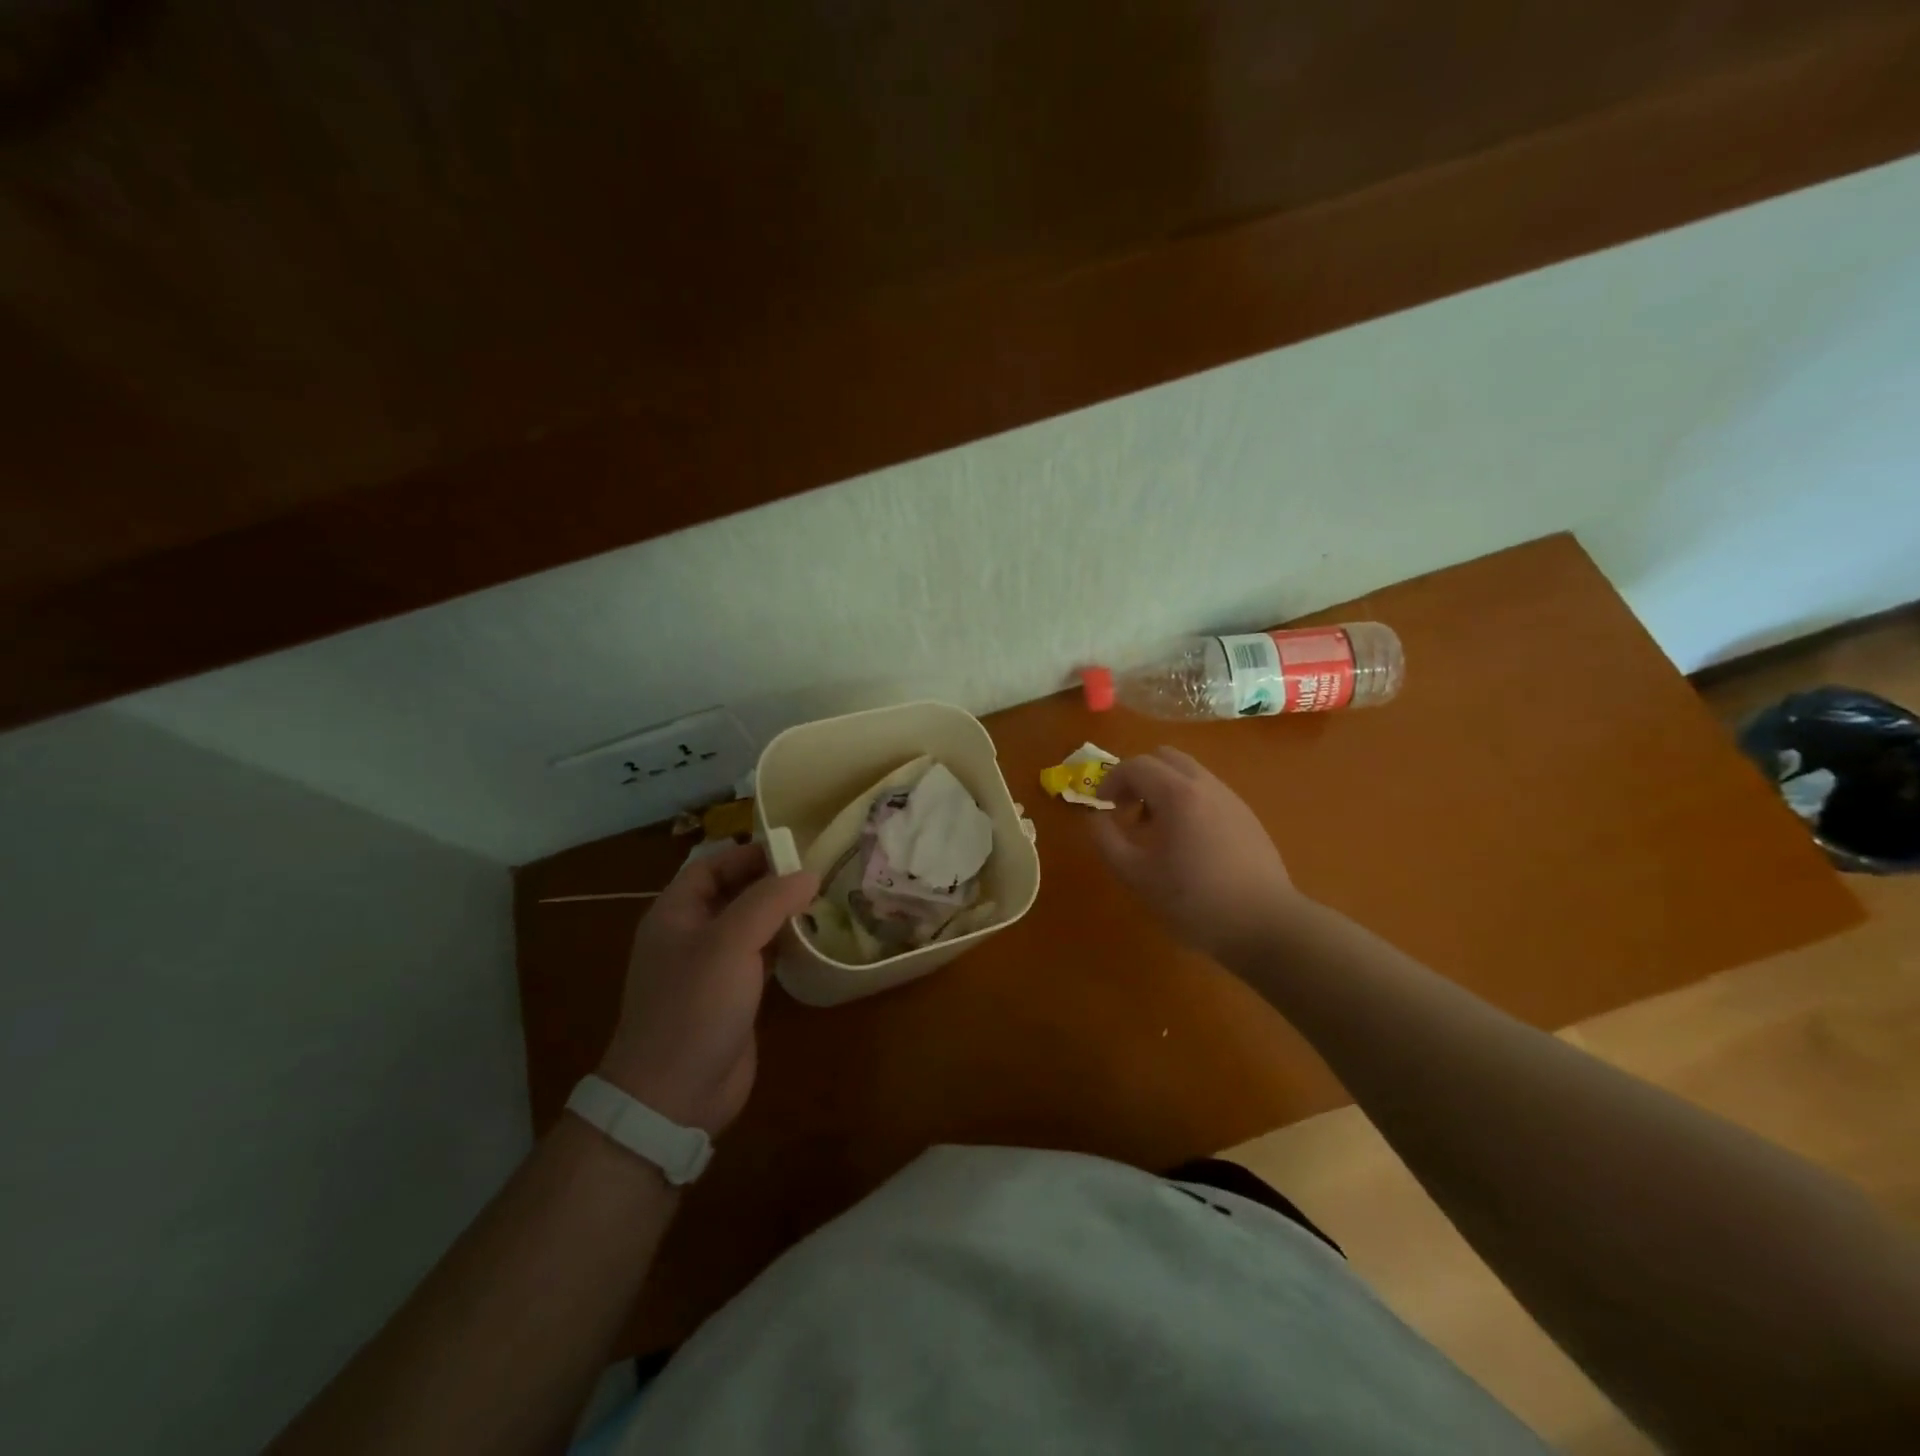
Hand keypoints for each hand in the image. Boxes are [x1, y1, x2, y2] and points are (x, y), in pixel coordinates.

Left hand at [599, 842, 818, 1136]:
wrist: (674, 1095)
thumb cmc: (695, 1006)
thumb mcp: (730, 942)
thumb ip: (770, 901)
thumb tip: (808, 873)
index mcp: (675, 914)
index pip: (711, 866)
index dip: (748, 853)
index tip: (794, 849)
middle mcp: (690, 936)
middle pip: (732, 894)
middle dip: (771, 883)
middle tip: (817, 874)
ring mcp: (710, 969)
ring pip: (749, 927)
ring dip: (781, 914)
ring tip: (823, 901)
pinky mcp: (732, 997)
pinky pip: (759, 958)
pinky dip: (784, 946)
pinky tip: (812, 942)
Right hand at [1091, 747, 1309, 963]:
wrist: (1266, 925)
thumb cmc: (1194, 901)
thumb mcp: (1137, 876)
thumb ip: (1107, 841)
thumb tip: (1095, 818)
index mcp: (1177, 794)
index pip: (1135, 765)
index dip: (1111, 780)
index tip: (1101, 806)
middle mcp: (1205, 785)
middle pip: (1164, 757)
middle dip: (1138, 776)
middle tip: (1126, 810)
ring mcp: (1231, 798)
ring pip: (1187, 773)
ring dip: (1162, 788)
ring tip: (1155, 829)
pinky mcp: (1246, 816)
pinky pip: (1207, 792)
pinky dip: (1185, 800)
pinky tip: (1186, 842)